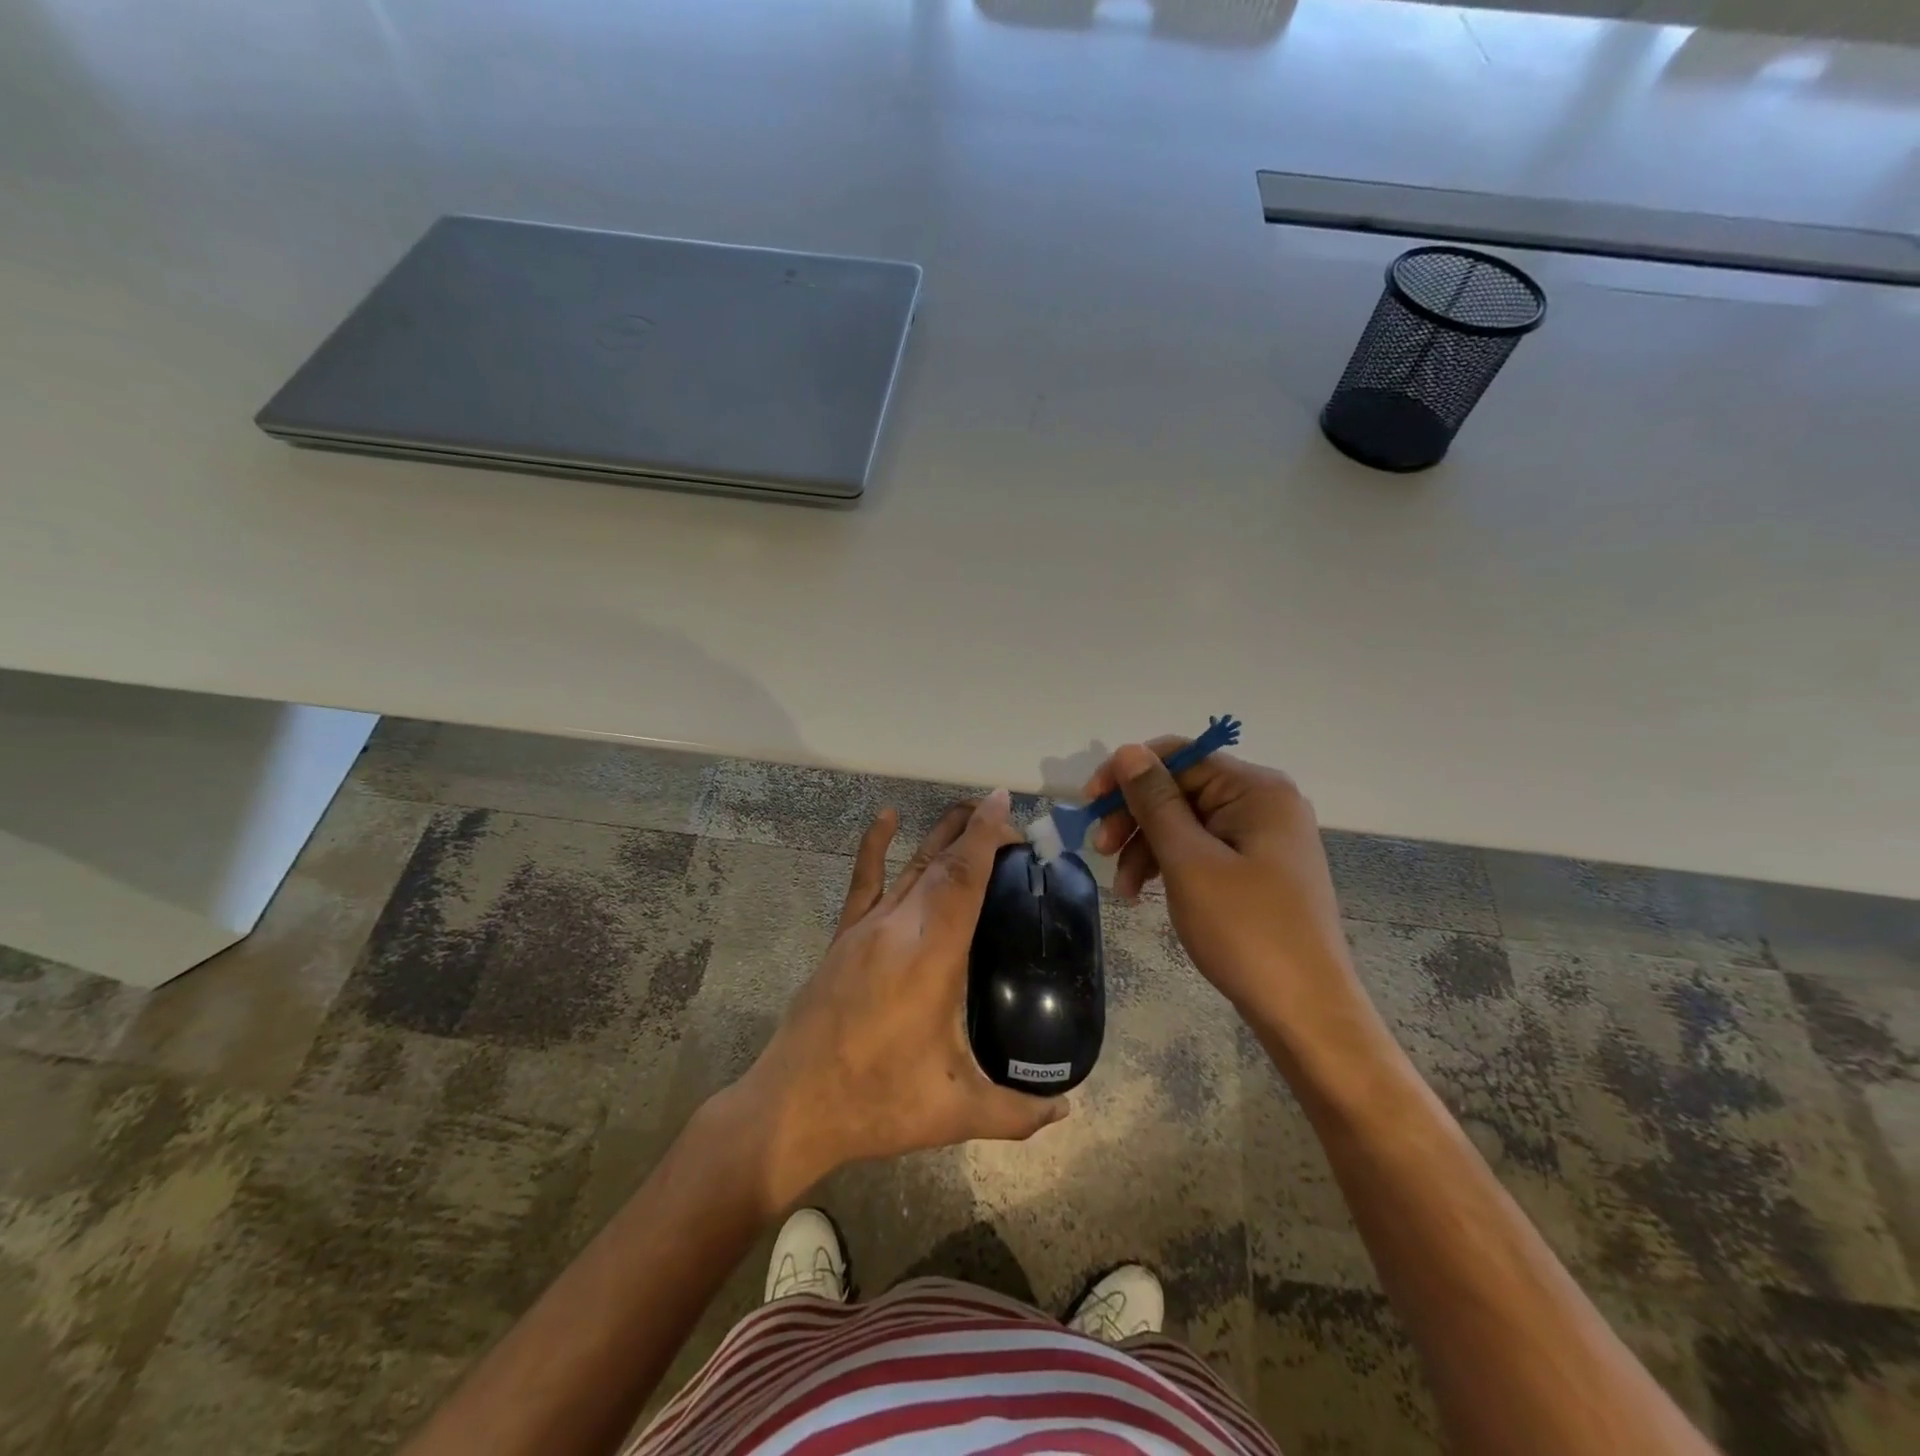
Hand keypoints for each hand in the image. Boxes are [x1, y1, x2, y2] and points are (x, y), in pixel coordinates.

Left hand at [730, 789, 1068, 1207]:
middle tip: (1009, 824)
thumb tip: (1067, 1110)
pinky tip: (885, 818)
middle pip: (942, 863)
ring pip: (910, 866)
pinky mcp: (843, 938)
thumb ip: (1017, 1112)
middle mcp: (899, 927)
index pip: (964, 878)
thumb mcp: (955, 1113)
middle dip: (975, 832)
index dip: (986, 836)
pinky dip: (874, 845)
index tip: (1004, 803)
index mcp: (931, 956)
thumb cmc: (877, 1104)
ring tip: (969, 812)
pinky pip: (863, 881)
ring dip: (941, 835)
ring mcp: (866, 929)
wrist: (793, 1108)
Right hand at [1081, 741, 1360, 1031]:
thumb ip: (1155, 801)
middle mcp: (1263, 803)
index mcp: (1256, 790)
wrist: (1305, 1012)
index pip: (1179, 756)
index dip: (1127, 774)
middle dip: (1135, 817)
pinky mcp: (1257, 869)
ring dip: (1145, 847)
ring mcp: (1262, 838)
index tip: (1089, 806)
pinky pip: (1201, 850)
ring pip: (1186, 823)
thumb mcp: (1189, 861)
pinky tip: (1145, 893)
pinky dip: (1169, 866)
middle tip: (1099, 851)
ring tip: (1122, 889)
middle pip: (1180, 789)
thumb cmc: (1246, 931)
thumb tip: (1127, 751)